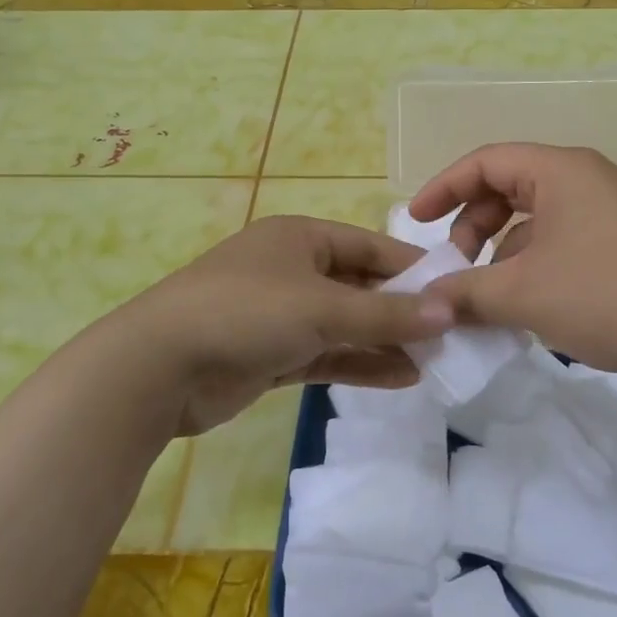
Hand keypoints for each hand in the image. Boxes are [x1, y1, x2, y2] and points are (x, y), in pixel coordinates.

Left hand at [102, 215, 454, 435]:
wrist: (158, 367)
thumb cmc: (246, 313)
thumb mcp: (322, 308)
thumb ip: (386, 315)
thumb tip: (449, 312)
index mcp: (300, 238)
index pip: (370, 247)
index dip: (413, 270)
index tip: (457, 292)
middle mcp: (292, 270)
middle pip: (360, 287)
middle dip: (402, 311)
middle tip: (452, 334)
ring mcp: (280, 315)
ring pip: (345, 325)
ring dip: (385, 341)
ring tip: (435, 361)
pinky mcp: (271, 355)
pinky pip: (327, 355)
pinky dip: (360, 364)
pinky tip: (402, 378)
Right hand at [408, 144, 616, 377]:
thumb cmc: (609, 296)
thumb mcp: (524, 294)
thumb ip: (466, 291)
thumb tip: (426, 300)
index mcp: (559, 171)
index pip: (485, 161)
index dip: (443, 187)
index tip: (415, 220)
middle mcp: (583, 179)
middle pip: (507, 187)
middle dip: (471, 225)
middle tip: (454, 266)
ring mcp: (605, 209)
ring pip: (532, 219)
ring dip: (499, 252)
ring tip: (485, 296)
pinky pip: (557, 240)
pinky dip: (530, 265)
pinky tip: (523, 304)